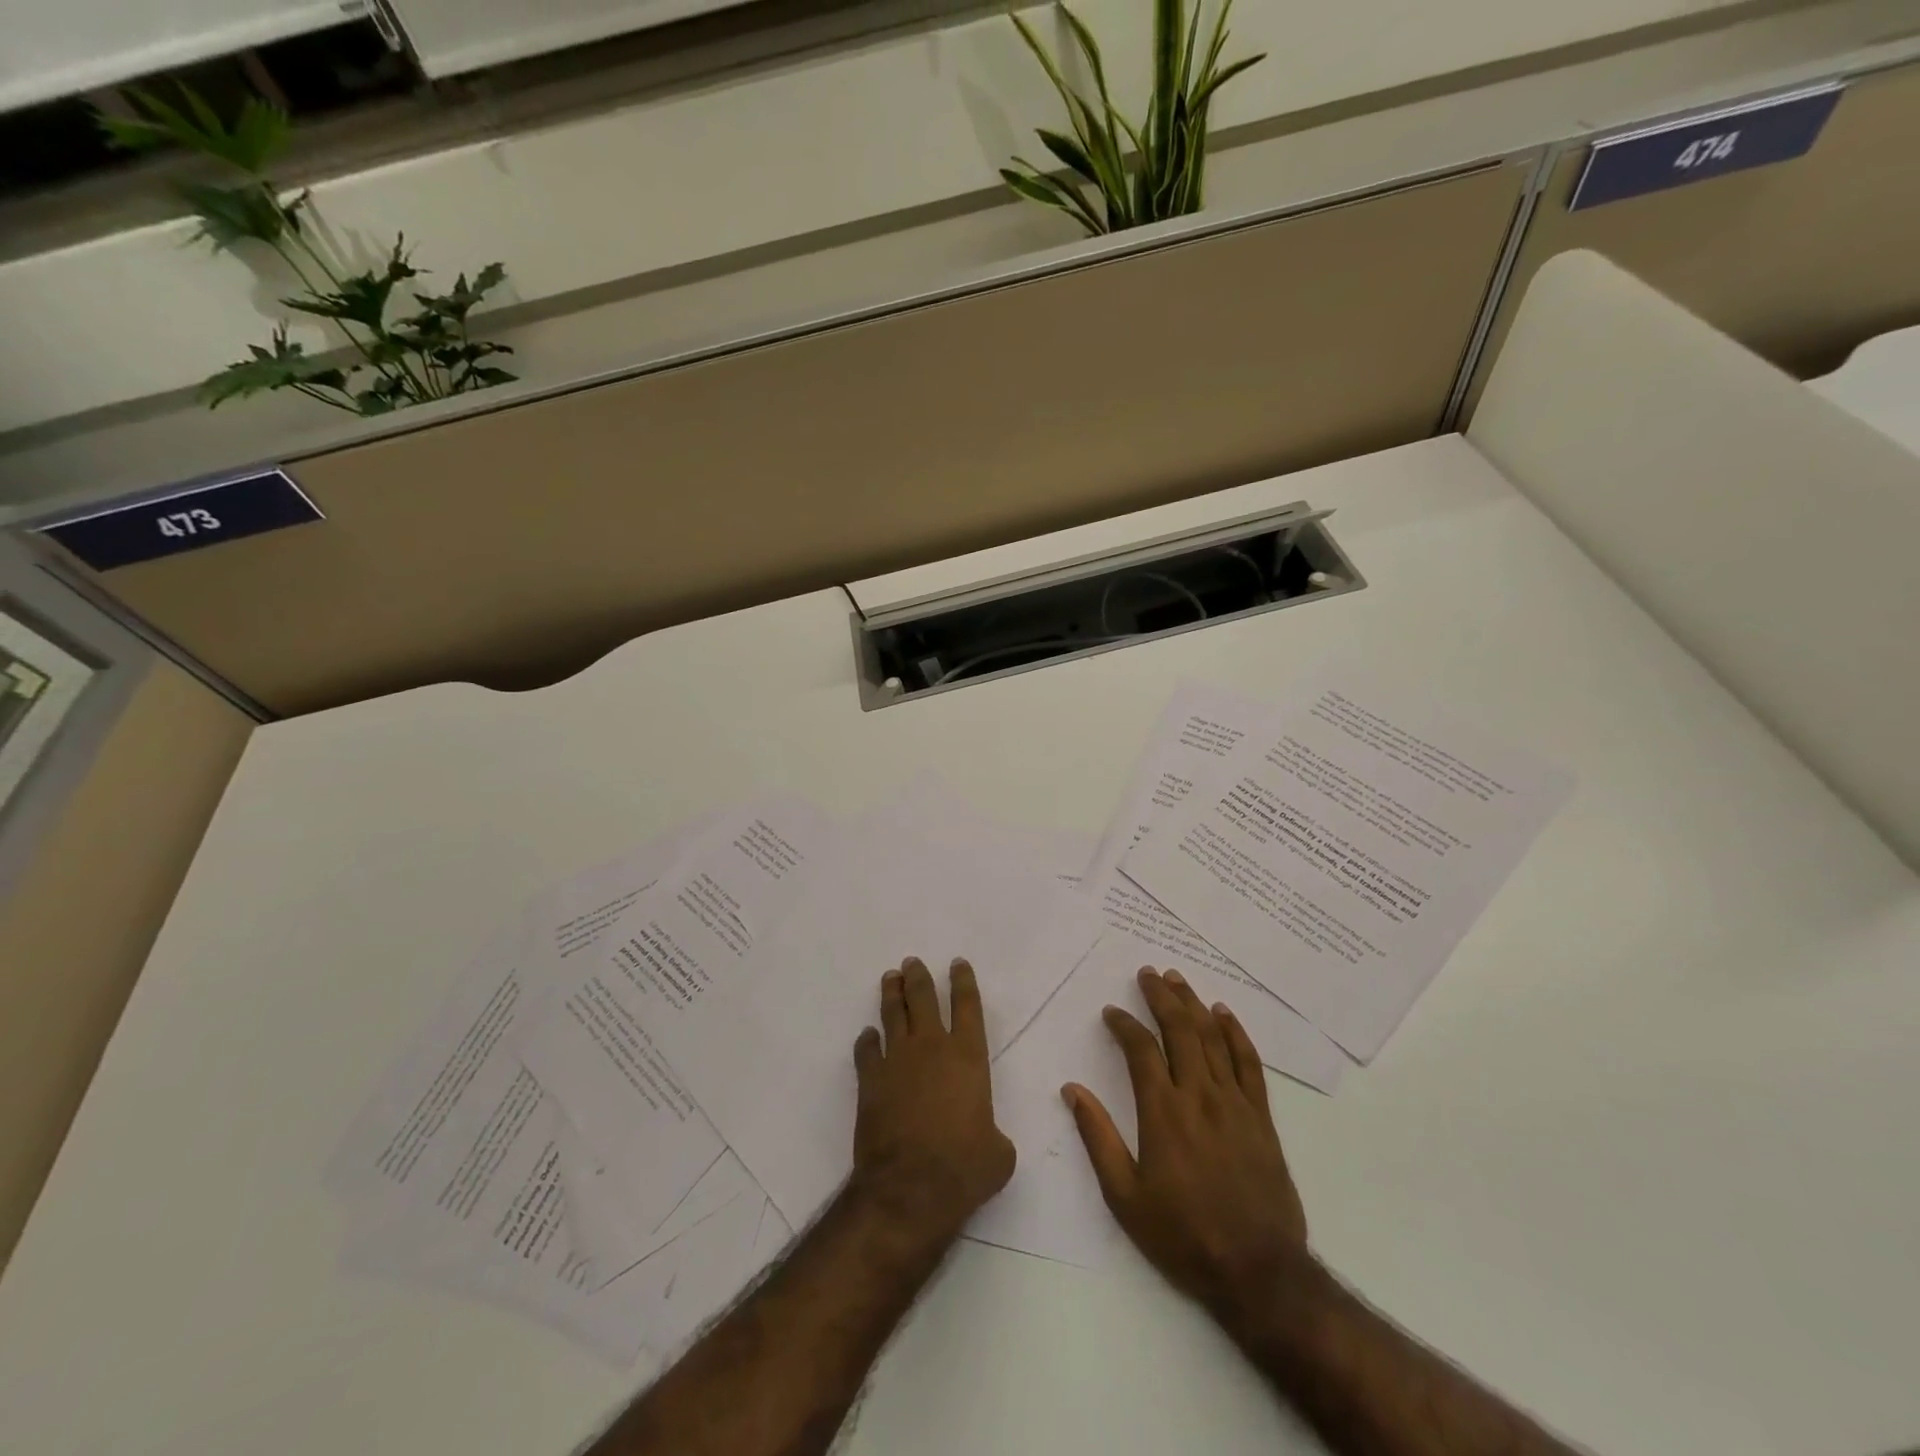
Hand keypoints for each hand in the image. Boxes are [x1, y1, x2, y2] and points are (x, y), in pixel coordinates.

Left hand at [851, 957, 1015, 1240]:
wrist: (909, 1188)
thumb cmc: (964, 1168)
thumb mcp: (998, 1154)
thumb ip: (993, 1134)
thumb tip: (987, 1139)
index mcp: (969, 1057)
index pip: (968, 1006)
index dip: (963, 981)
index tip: (957, 963)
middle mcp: (932, 1048)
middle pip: (923, 999)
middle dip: (919, 977)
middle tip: (912, 962)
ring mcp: (897, 1061)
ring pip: (893, 1015)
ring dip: (892, 994)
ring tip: (891, 978)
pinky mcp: (871, 1081)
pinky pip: (867, 1051)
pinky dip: (867, 1041)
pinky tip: (868, 1036)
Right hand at [1065, 967, 1309, 1321]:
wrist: (1258, 1272)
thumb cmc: (1183, 1235)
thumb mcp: (1125, 1197)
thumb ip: (1097, 1138)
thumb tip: (1072, 1090)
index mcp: (1163, 1112)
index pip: (1141, 1050)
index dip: (1124, 1024)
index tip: (1112, 1012)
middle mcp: (1199, 1096)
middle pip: (1179, 1030)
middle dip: (1161, 996)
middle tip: (1148, 973)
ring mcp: (1234, 1103)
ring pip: (1212, 1038)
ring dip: (1193, 1004)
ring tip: (1177, 979)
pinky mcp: (1261, 1117)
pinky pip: (1249, 1063)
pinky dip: (1235, 1033)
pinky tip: (1223, 1013)